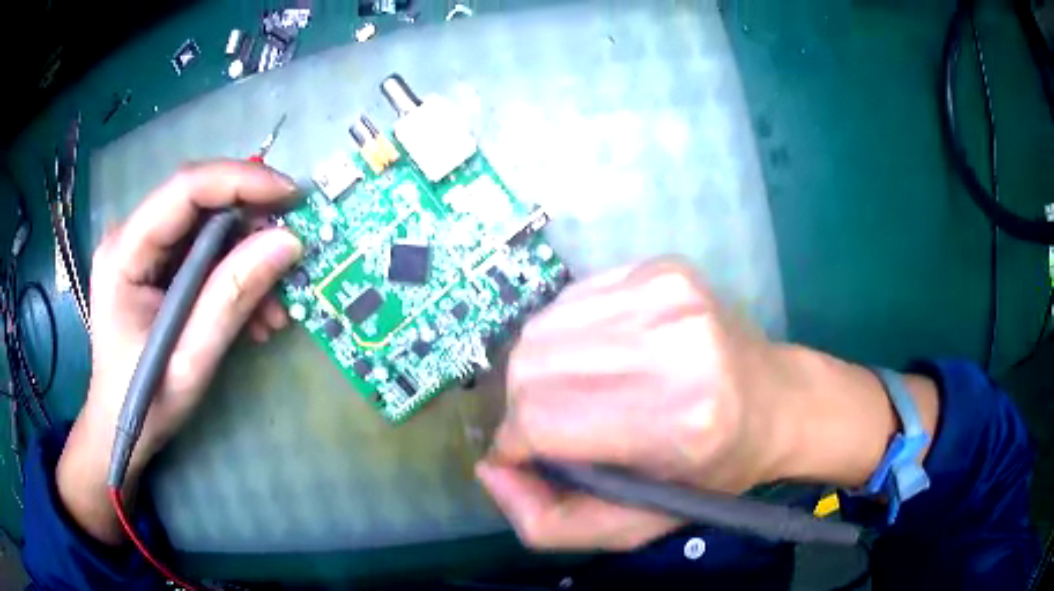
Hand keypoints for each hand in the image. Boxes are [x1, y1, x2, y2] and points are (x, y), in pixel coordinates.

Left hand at [57, 161, 302, 543]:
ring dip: (247, 258)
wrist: (119, 426)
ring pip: (207, 228)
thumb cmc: (144, 402)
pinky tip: (254, 313)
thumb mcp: (190, 360)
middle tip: (290, 255)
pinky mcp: (155, 265)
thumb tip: (287, 242)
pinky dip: (235, 275)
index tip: (291, 196)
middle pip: (199, 203)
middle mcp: (131, 236)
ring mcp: (142, 249)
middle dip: (250, 225)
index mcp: (124, 252)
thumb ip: (231, 299)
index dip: (240, 182)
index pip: (185, 189)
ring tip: (274, 306)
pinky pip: (203, 252)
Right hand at [476, 258, 937, 550]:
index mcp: (680, 420)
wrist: (779, 401)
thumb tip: (489, 469)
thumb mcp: (636, 526)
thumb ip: (550, 521)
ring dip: (537, 371)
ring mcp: (667, 293)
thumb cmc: (712, 472)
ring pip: (541, 330)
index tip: (523, 456)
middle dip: (521, 408)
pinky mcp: (660, 268)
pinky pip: (569, 301)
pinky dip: (563, 336)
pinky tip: (593, 357)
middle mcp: (673, 343)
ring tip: (571, 394)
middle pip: (532, 369)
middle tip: (547, 428)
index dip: (514, 445)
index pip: (542, 422)